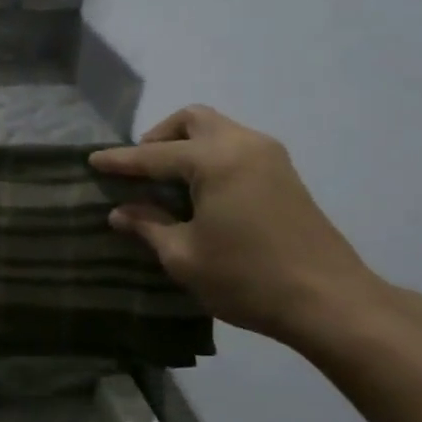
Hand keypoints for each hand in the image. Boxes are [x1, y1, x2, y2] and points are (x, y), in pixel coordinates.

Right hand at [90, 104, 380, 344]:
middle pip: (192, 120)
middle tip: (139, 168)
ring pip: (217, 129)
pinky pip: (235, 147)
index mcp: (215, 160)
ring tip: (165, 180)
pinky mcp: (284, 174)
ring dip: (186, 144)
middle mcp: (243, 144)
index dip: (120, 161)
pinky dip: (209, 156)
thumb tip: (121, 212)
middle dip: (159, 137)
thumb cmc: (247, 279)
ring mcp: (269, 157)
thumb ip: (148, 226)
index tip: (92, 160)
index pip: (154, 154)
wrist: (330, 301)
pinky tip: (199, 190)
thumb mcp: (183, 256)